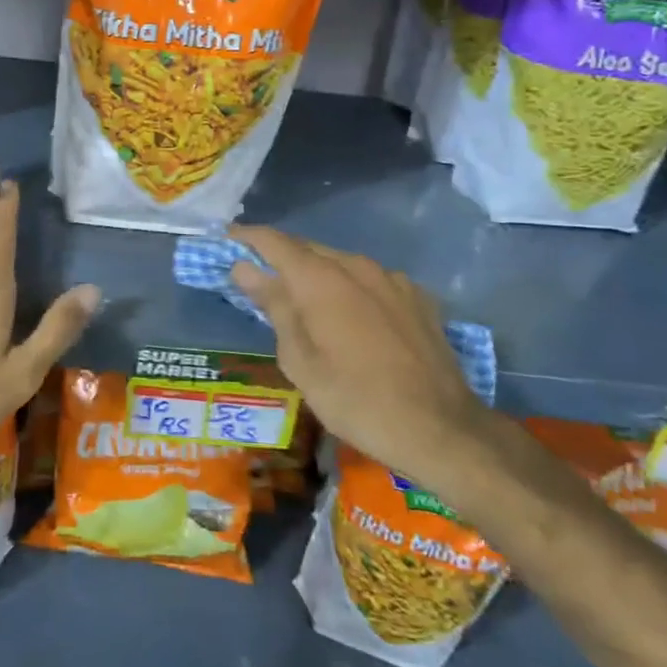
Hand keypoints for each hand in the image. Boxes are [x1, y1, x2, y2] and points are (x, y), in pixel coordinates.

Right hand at [228, 226, 494, 492]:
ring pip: (341, 263)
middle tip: (257, 278)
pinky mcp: (417, 297)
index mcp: (321, 279)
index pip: (274, 242)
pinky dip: (349, 288)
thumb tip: (245, 269)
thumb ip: (274, 307)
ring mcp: (392, 279)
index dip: (247, 238)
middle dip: (279, 258)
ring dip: (315, 274)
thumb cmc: (356, 400)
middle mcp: (356, 266)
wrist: (441, 429)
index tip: (225, 242)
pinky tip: (350, 317)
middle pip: (307, 249)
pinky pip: (371, 281)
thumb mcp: (300, 361)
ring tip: (302, 300)